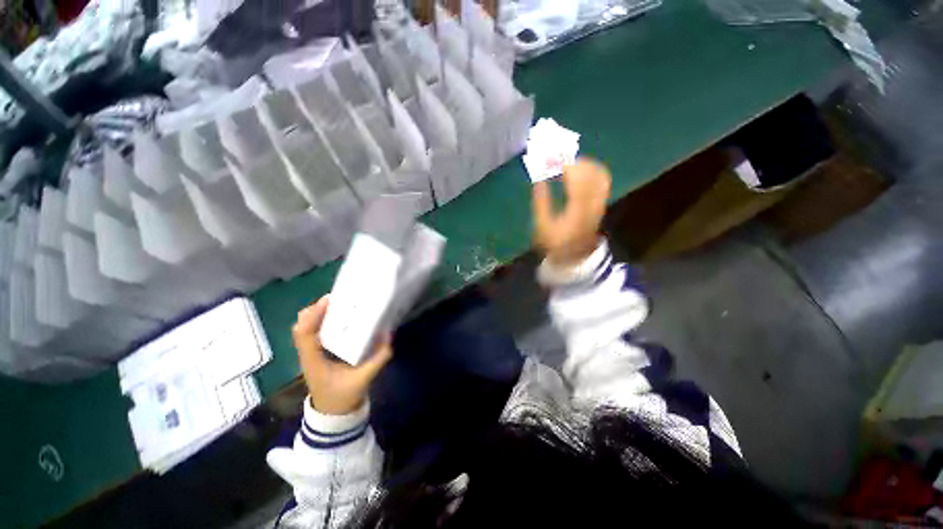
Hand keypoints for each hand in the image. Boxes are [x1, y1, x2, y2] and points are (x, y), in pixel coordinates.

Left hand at [292, 296, 392, 414]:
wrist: (333, 414)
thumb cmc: (343, 397)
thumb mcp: (363, 378)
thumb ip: (378, 358)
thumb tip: (388, 335)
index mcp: (314, 360)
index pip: (305, 334)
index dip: (314, 315)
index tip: (329, 300)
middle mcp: (308, 353)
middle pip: (302, 325)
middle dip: (317, 309)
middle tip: (339, 299)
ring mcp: (311, 352)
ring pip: (307, 327)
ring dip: (320, 313)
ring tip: (341, 304)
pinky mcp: (317, 352)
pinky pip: (315, 331)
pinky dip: (324, 320)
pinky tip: (341, 317)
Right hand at [532, 157, 611, 266]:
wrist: (574, 255)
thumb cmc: (555, 242)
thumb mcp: (543, 226)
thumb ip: (541, 202)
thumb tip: (539, 179)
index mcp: (576, 211)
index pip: (576, 180)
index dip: (566, 166)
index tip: (553, 157)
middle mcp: (592, 204)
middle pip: (591, 174)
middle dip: (575, 160)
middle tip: (559, 155)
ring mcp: (599, 203)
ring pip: (599, 175)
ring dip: (585, 163)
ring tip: (568, 160)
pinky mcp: (601, 203)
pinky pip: (602, 180)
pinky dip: (593, 170)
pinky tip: (581, 168)